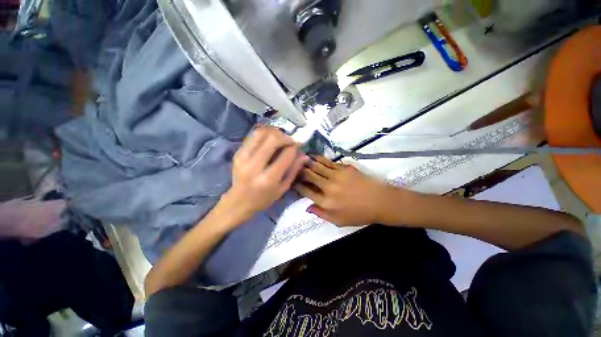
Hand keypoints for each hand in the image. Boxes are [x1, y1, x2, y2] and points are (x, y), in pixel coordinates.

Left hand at [219, 127, 307, 225]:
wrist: (238, 201)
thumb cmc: (264, 198)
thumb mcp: (283, 188)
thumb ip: (294, 170)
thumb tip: (303, 154)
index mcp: (268, 178)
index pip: (286, 154)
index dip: (294, 147)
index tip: (298, 146)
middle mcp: (254, 165)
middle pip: (272, 139)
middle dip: (285, 137)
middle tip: (290, 141)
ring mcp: (243, 157)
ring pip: (261, 133)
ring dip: (274, 132)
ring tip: (280, 138)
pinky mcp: (237, 153)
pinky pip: (253, 136)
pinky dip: (264, 134)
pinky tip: (270, 140)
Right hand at [294, 156, 397, 226]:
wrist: (380, 201)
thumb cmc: (359, 214)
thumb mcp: (338, 221)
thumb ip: (321, 214)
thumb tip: (307, 207)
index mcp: (326, 202)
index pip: (305, 190)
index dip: (297, 185)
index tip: (292, 180)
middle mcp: (328, 187)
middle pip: (309, 175)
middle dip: (299, 170)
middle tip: (293, 166)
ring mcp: (336, 175)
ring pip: (317, 166)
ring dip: (307, 162)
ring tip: (300, 158)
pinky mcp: (344, 168)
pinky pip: (328, 162)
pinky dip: (319, 159)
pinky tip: (315, 157)